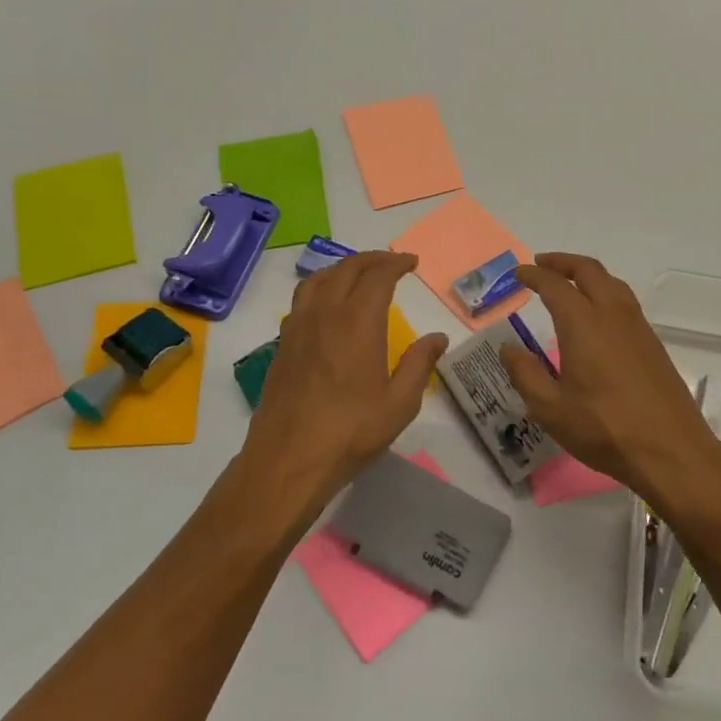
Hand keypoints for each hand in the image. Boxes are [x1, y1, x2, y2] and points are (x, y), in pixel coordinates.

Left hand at [240, 251, 446, 515]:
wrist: (288, 461)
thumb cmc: (350, 433)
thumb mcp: (400, 404)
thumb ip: (419, 364)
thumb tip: (437, 337)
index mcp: (358, 322)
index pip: (378, 276)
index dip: (396, 263)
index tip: (411, 262)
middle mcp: (325, 313)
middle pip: (347, 269)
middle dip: (372, 260)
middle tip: (392, 263)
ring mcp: (298, 327)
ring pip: (318, 279)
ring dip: (342, 268)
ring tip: (359, 275)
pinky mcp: (282, 344)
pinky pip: (302, 299)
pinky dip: (321, 287)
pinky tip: (329, 306)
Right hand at [497, 253, 720, 500]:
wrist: (671, 450)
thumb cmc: (605, 429)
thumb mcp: (551, 409)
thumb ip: (525, 374)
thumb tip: (508, 349)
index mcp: (583, 324)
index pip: (554, 285)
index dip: (534, 275)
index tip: (519, 274)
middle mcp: (612, 315)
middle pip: (588, 270)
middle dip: (562, 262)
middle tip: (541, 265)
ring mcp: (637, 327)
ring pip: (611, 282)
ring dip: (587, 273)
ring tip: (568, 282)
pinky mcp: (652, 343)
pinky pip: (625, 300)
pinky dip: (604, 291)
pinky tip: (597, 313)